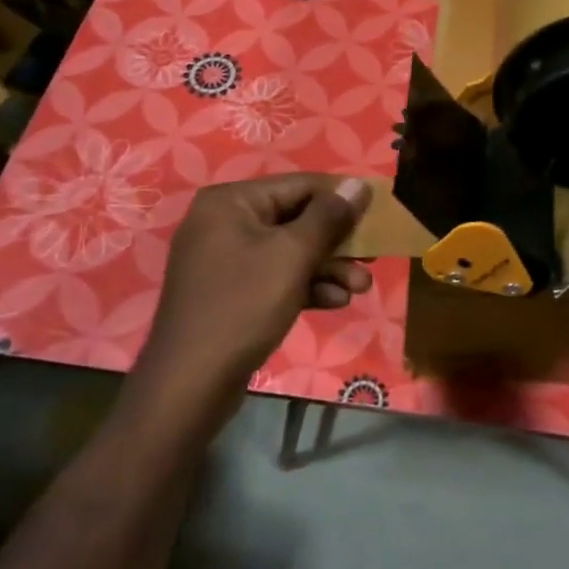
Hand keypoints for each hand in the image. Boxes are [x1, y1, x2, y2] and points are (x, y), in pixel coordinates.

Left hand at [138, 174, 372, 402]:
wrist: (191, 384)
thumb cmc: (244, 305)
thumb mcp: (293, 255)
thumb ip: (330, 216)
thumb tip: (359, 183)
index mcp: (231, 202)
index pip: (300, 185)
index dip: (342, 198)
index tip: (378, 213)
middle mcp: (225, 222)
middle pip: (296, 219)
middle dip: (337, 242)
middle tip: (373, 257)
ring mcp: (225, 259)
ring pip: (290, 251)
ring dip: (329, 268)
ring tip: (361, 288)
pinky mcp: (232, 292)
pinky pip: (276, 277)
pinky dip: (306, 286)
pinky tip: (336, 302)